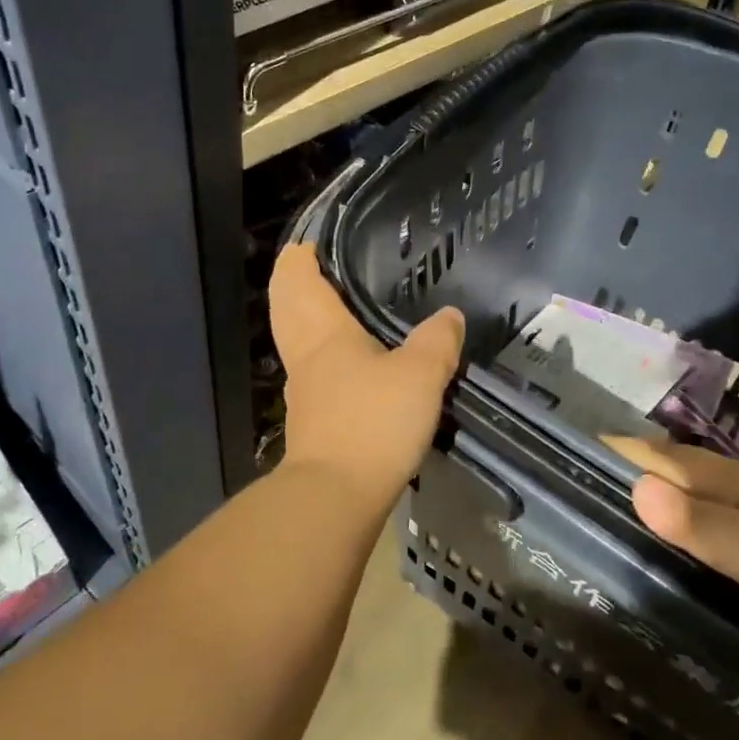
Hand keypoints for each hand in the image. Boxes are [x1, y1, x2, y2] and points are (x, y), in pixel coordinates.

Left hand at [270, 245, 464, 507]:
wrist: (335, 495)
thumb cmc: (373, 421)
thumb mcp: (420, 375)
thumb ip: (437, 341)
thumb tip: (450, 315)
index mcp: (325, 334)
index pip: (302, 284)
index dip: (298, 261)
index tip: (303, 244)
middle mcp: (306, 357)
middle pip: (288, 311)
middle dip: (289, 286)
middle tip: (300, 266)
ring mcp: (305, 393)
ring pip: (295, 343)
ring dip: (300, 320)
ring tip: (323, 309)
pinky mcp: (313, 424)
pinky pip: (311, 375)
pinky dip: (317, 356)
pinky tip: (341, 367)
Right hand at [605, 437, 738, 670]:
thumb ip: (704, 529)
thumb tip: (634, 487)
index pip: (679, 462)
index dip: (636, 453)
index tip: (596, 440)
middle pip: (707, 469)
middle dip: (661, 465)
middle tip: (618, 468)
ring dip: (699, 486)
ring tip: (669, 493)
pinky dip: (738, 508)